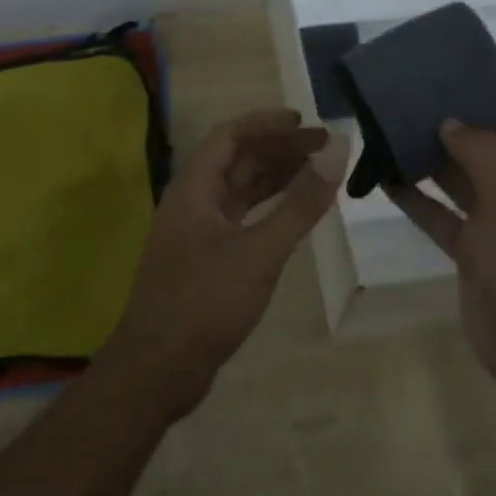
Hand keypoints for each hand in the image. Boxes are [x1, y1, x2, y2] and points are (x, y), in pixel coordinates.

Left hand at [104, 109, 347, 417]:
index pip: (230, 136)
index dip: (267, 124)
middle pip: (237, 160)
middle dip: (278, 149)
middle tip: (323, 147)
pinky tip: (294, 212)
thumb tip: (337, 151)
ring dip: (275, 176)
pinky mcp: (206, 259)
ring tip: (317, 170)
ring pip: (239, 189)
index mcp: (193, 189)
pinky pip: (241, 217)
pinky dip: (268, 208)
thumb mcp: (260, 252)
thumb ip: (300, 203)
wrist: (158, 370)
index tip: (306, 124)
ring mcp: (197, 232)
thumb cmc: (205, 303)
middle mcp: (192, 202)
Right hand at [384, 80, 495, 408]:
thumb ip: (484, 159)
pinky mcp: (473, 252)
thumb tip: (453, 121)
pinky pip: (443, 216)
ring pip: (463, 180)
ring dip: (434, 159)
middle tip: (422, 96)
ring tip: (396, 128)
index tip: (479, 70)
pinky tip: (386, 180)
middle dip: (464, 123)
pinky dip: (418, 200)